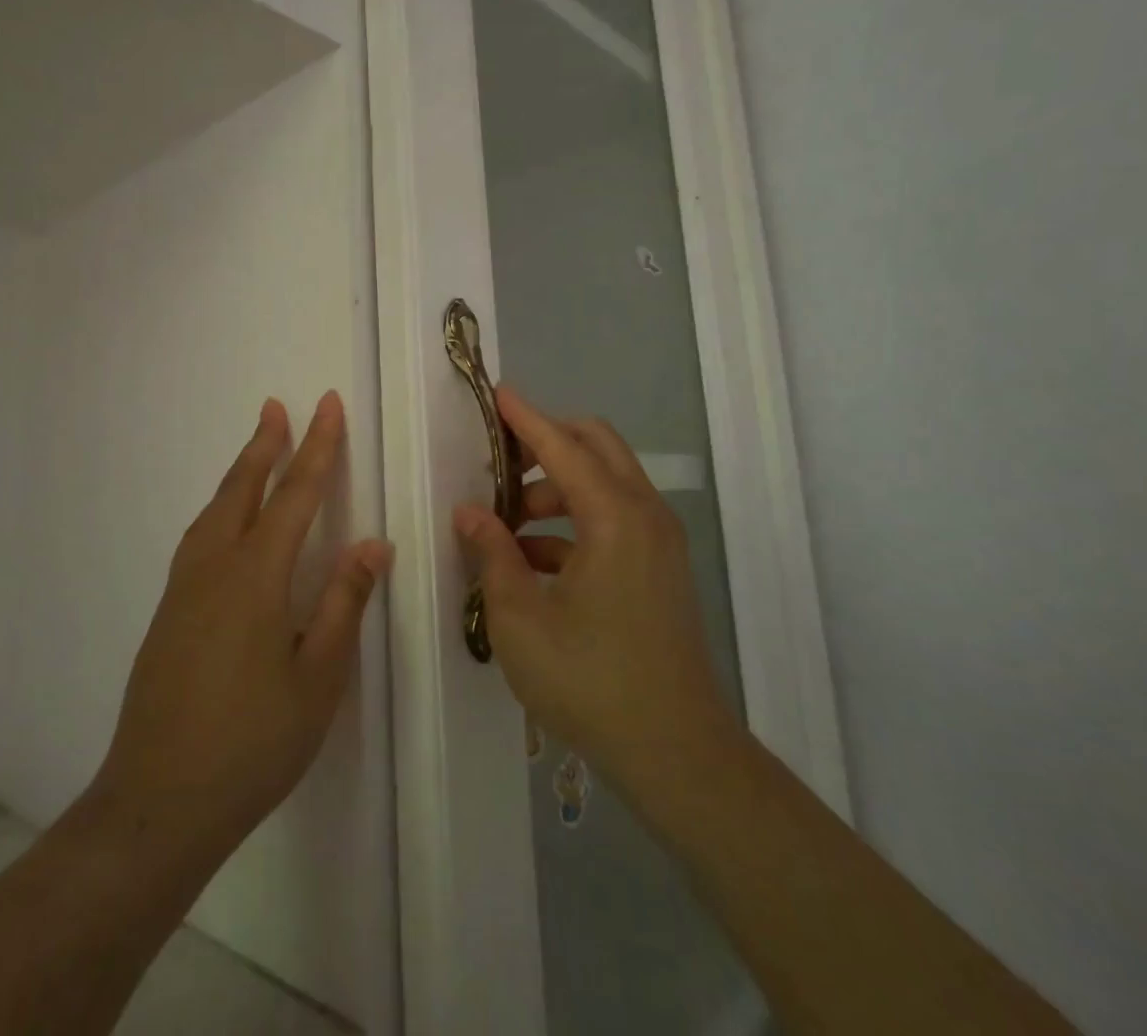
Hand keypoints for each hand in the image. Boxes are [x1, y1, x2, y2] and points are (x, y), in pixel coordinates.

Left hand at [93, 392, 391, 866]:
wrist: (158, 802)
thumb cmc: (252, 742)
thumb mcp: (317, 679)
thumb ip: (343, 604)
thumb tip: (372, 544)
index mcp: (256, 576)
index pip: (295, 494)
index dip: (317, 447)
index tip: (327, 405)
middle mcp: (215, 567)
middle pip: (243, 488)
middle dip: (266, 444)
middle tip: (278, 406)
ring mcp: (184, 588)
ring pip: (215, 509)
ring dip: (239, 471)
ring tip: (256, 448)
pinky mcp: (167, 611)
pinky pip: (198, 536)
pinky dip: (219, 507)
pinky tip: (225, 520)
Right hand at [454, 386, 737, 802]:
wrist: (678, 754)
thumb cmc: (591, 682)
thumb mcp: (520, 618)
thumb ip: (492, 554)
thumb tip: (468, 512)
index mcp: (614, 517)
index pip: (562, 445)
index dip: (525, 417)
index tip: (496, 392)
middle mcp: (644, 514)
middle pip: (596, 446)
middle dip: (546, 443)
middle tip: (499, 464)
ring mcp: (659, 542)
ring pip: (605, 483)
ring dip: (556, 487)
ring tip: (507, 523)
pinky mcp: (660, 568)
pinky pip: (614, 519)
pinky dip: (574, 521)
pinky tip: (533, 560)